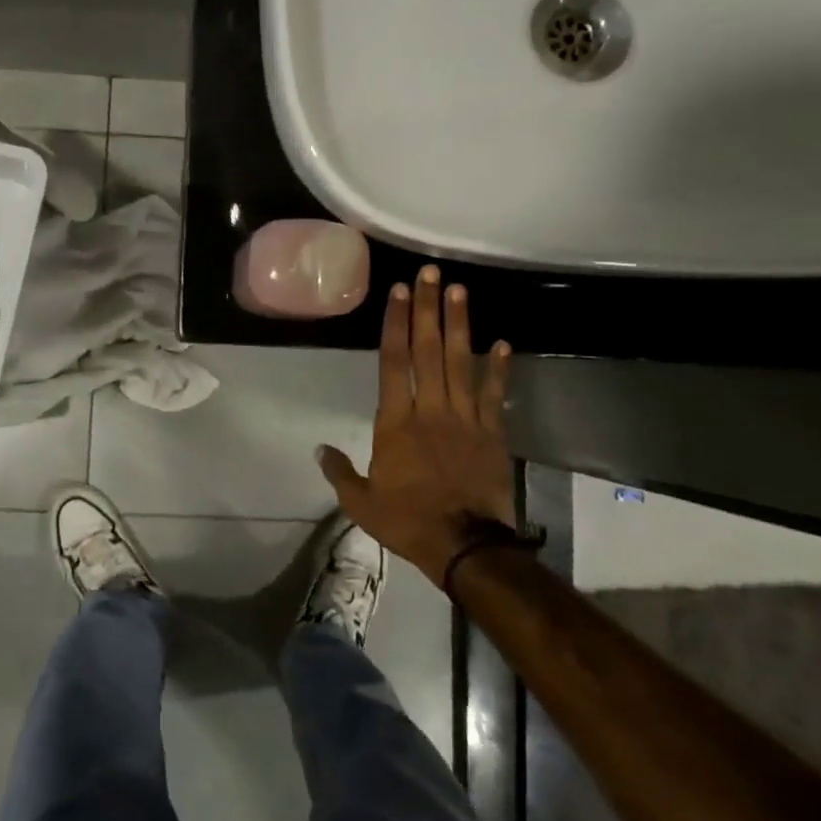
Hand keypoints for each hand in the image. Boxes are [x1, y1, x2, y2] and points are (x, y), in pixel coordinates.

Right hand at [317, 265, 515, 580]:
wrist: (466, 547)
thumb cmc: (408, 521)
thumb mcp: (361, 503)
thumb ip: (340, 472)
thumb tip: (319, 449)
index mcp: (395, 423)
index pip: (394, 362)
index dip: (396, 324)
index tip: (400, 292)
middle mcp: (430, 410)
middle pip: (428, 351)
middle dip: (428, 309)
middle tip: (431, 273)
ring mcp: (464, 419)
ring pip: (461, 363)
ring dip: (460, 324)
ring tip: (460, 290)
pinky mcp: (492, 434)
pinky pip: (493, 395)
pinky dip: (498, 368)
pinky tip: (502, 342)